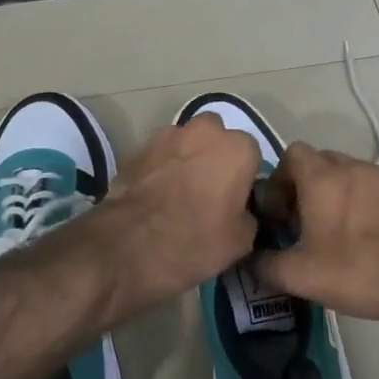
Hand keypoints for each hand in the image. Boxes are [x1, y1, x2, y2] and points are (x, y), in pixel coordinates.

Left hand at [96, 114, 262, 309]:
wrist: (127, 247)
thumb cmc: (194, 242)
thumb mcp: (241, 241)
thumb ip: (249, 215)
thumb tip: (241, 210)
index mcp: (237, 149)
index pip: (251, 156)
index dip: (243, 178)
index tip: (235, 201)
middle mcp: (205, 131)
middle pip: (216, 138)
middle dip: (214, 157)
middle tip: (208, 192)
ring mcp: (166, 136)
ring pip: (185, 143)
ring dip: (186, 160)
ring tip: (178, 194)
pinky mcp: (136, 149)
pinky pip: (158, 156)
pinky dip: (160, 169)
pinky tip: (156, 196)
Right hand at [252, 143, 378, 323]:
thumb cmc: (357, 270)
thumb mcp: (300, 275)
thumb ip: (266, 264)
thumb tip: (250, 259)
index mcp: (322, 177)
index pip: (290, 154)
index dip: (277, 180)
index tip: (276, 213)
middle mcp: (351, 167)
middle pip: (317, 162)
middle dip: (301, 188)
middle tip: (297, 224)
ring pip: (344, 176)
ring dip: (329, 196)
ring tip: (325, 233)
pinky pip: (366, 190)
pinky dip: (354, 205)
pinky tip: (355, 239)